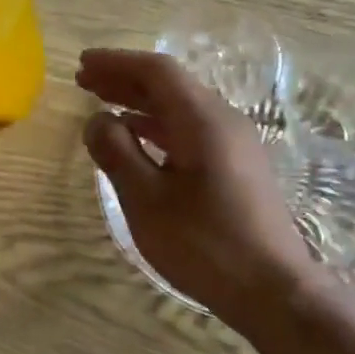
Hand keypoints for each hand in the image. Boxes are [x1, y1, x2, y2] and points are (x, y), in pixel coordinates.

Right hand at [78, 48, 319, 331]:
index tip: (82, 64)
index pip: (157, 72)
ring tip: (104, 107)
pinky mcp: (238, 169)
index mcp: (204, 120)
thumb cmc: (204, 245)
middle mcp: (224, 122)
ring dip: (141, 105)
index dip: (117, 63)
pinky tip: (140, 142)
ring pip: (182, 110)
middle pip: (171, 87)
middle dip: (126, 81)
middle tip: (85, 82)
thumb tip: (96, 120)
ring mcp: (236, 146)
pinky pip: (192, 132)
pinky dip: (159, 129)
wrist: (272, 290)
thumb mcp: (146, 201)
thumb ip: (117, 154)